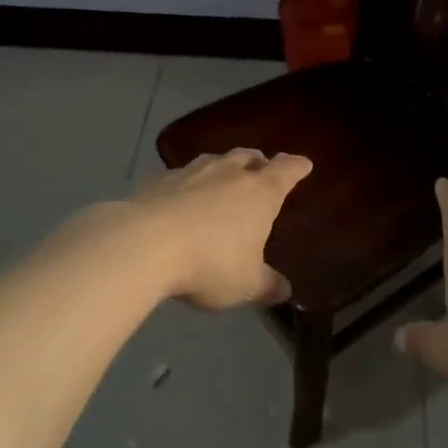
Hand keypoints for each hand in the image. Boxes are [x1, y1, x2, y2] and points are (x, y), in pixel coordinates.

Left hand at [129, 149, 312, 309]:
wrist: (143, 245)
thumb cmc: (210, 262)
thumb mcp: (246, 284)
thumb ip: (267, 285)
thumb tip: (284, 290)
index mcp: (260, 192)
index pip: (287, 170)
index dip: (297, 167)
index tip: (303, 165)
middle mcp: (228, 173)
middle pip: (249, 156)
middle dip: (259, 162)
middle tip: (261, 170)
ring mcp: (190, 172)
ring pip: (214, 161)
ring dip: (222, 168)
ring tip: (221, 182)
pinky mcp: (157, 180)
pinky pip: (178, 177)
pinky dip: (185, 185)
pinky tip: (178, 200)